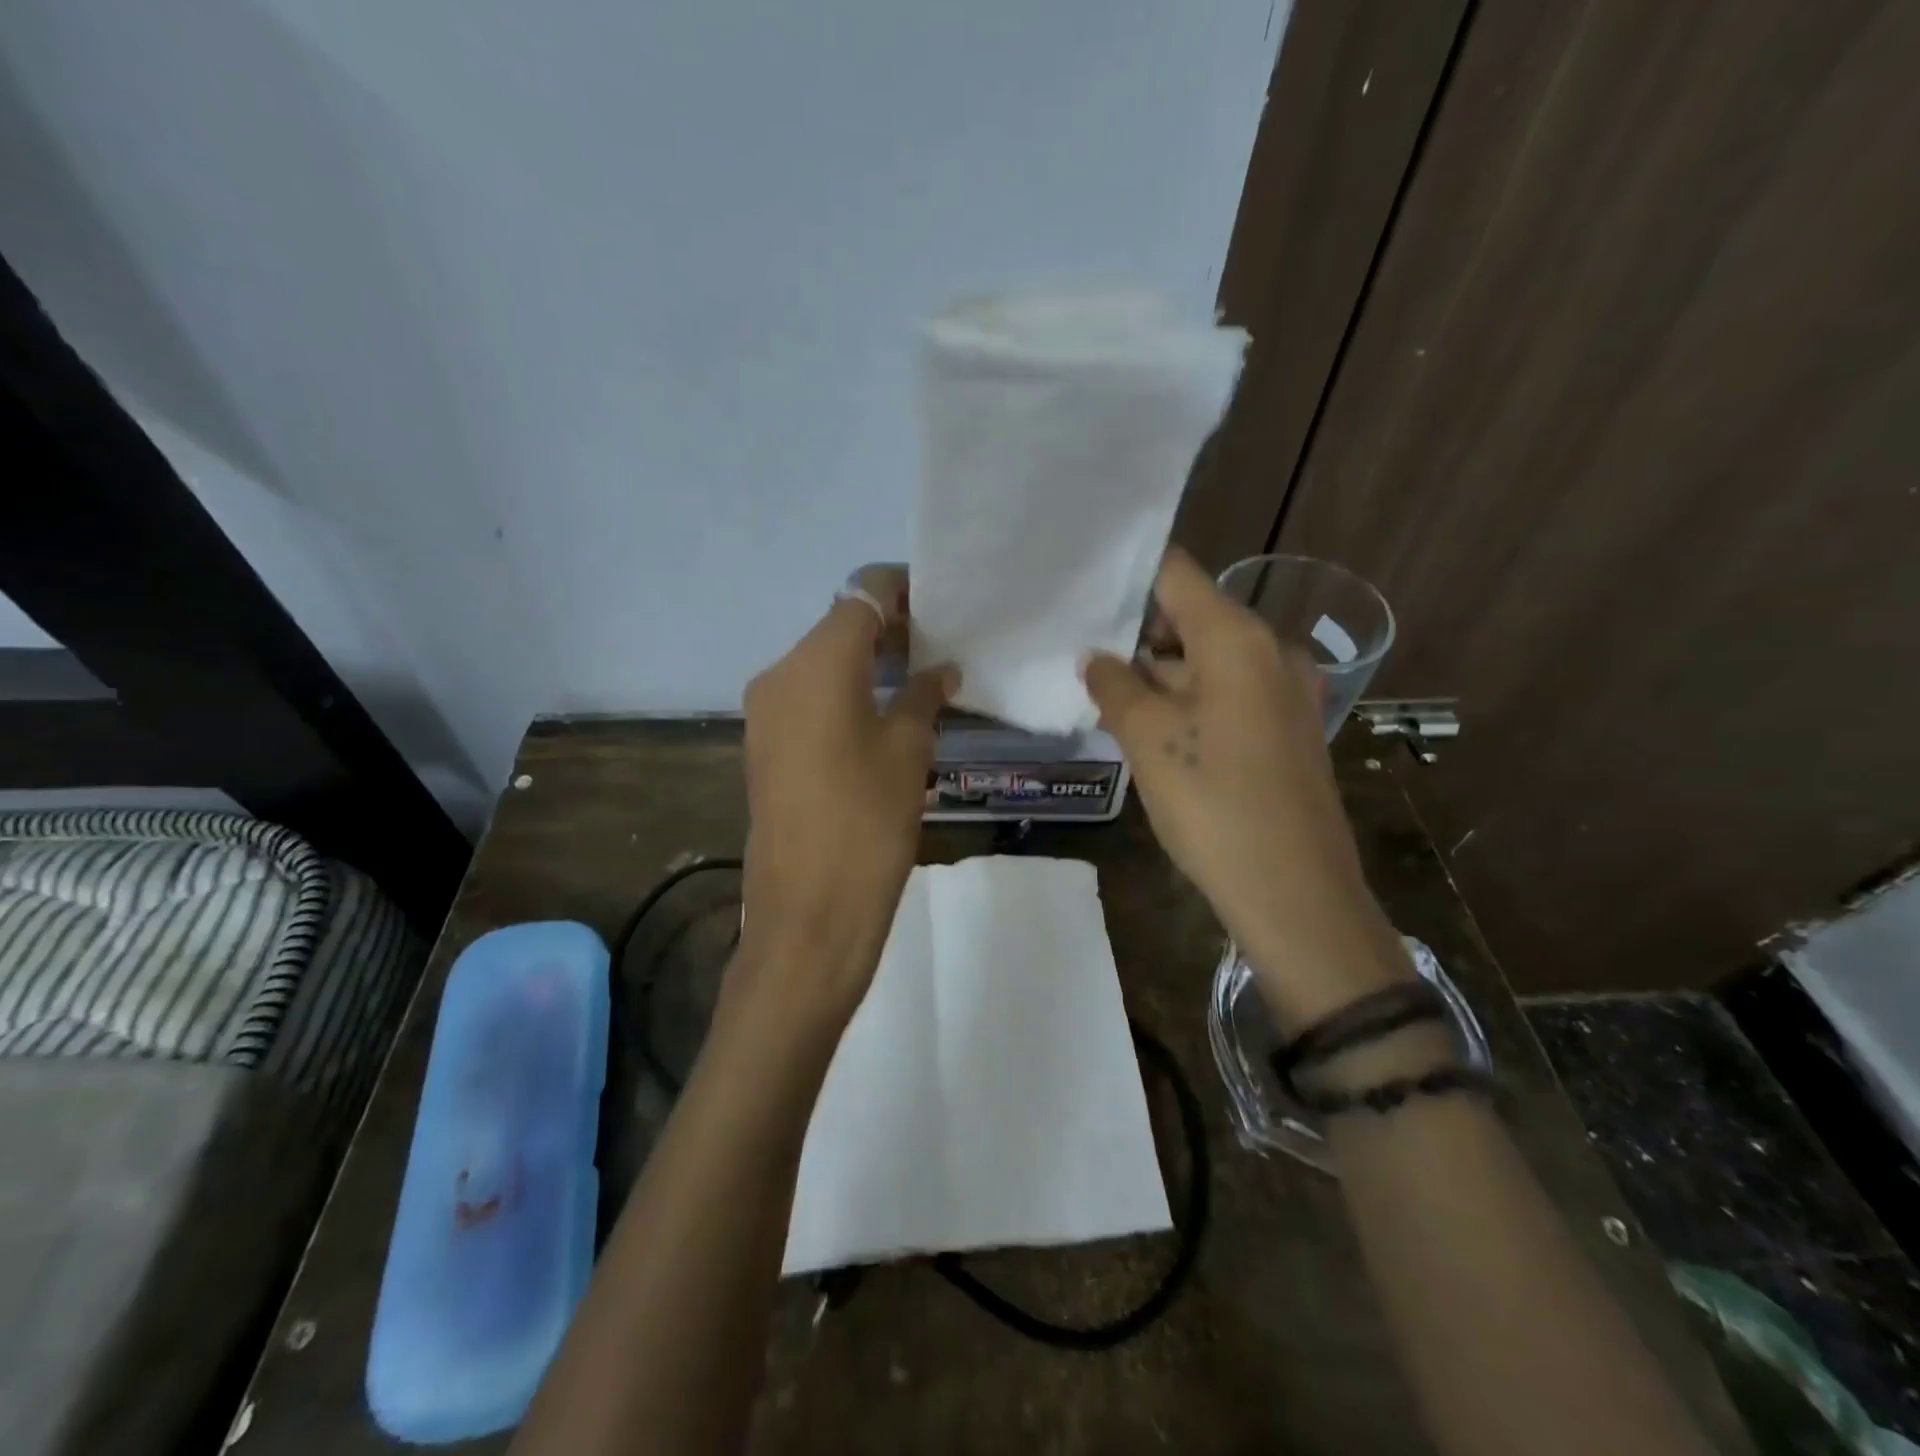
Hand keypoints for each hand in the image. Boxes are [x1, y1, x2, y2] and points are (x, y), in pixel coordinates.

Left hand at [735, 570, 955, 1026]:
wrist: (809, 912)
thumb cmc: (868, 822)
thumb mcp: (908, 751)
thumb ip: (923, 696)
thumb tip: (940, 670)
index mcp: (816, 663)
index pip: (861, 595)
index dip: (901, 591)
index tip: (939, 605)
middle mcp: (780, 674)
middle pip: (838, 627)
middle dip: (887, 629)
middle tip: (938, 648)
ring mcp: (764, 711)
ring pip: (821, 663)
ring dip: (865, 662)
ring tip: (917, 682)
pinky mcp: (764, 745)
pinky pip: (807, 697)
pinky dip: (843, 692)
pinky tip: (880, 714)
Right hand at [1082, 550, 1410, 1028]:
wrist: (1294, 892)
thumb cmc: (1213, 803)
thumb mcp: (1148, 738)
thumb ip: (1114, 685)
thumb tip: (1097, 658)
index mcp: (1237, 638)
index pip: (1176, 574)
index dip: (1129, 576)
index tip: (1084, 589)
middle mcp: (1271, 651)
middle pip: (1192, 618)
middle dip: (1137, 637)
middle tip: (1083, 657)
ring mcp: (1286, 692)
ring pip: (1209, 662)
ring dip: (1160, 676)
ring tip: (1107, 700)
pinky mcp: (1288, 731)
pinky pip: (1230, 695)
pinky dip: (1190, 702)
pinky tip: (1153, 733)